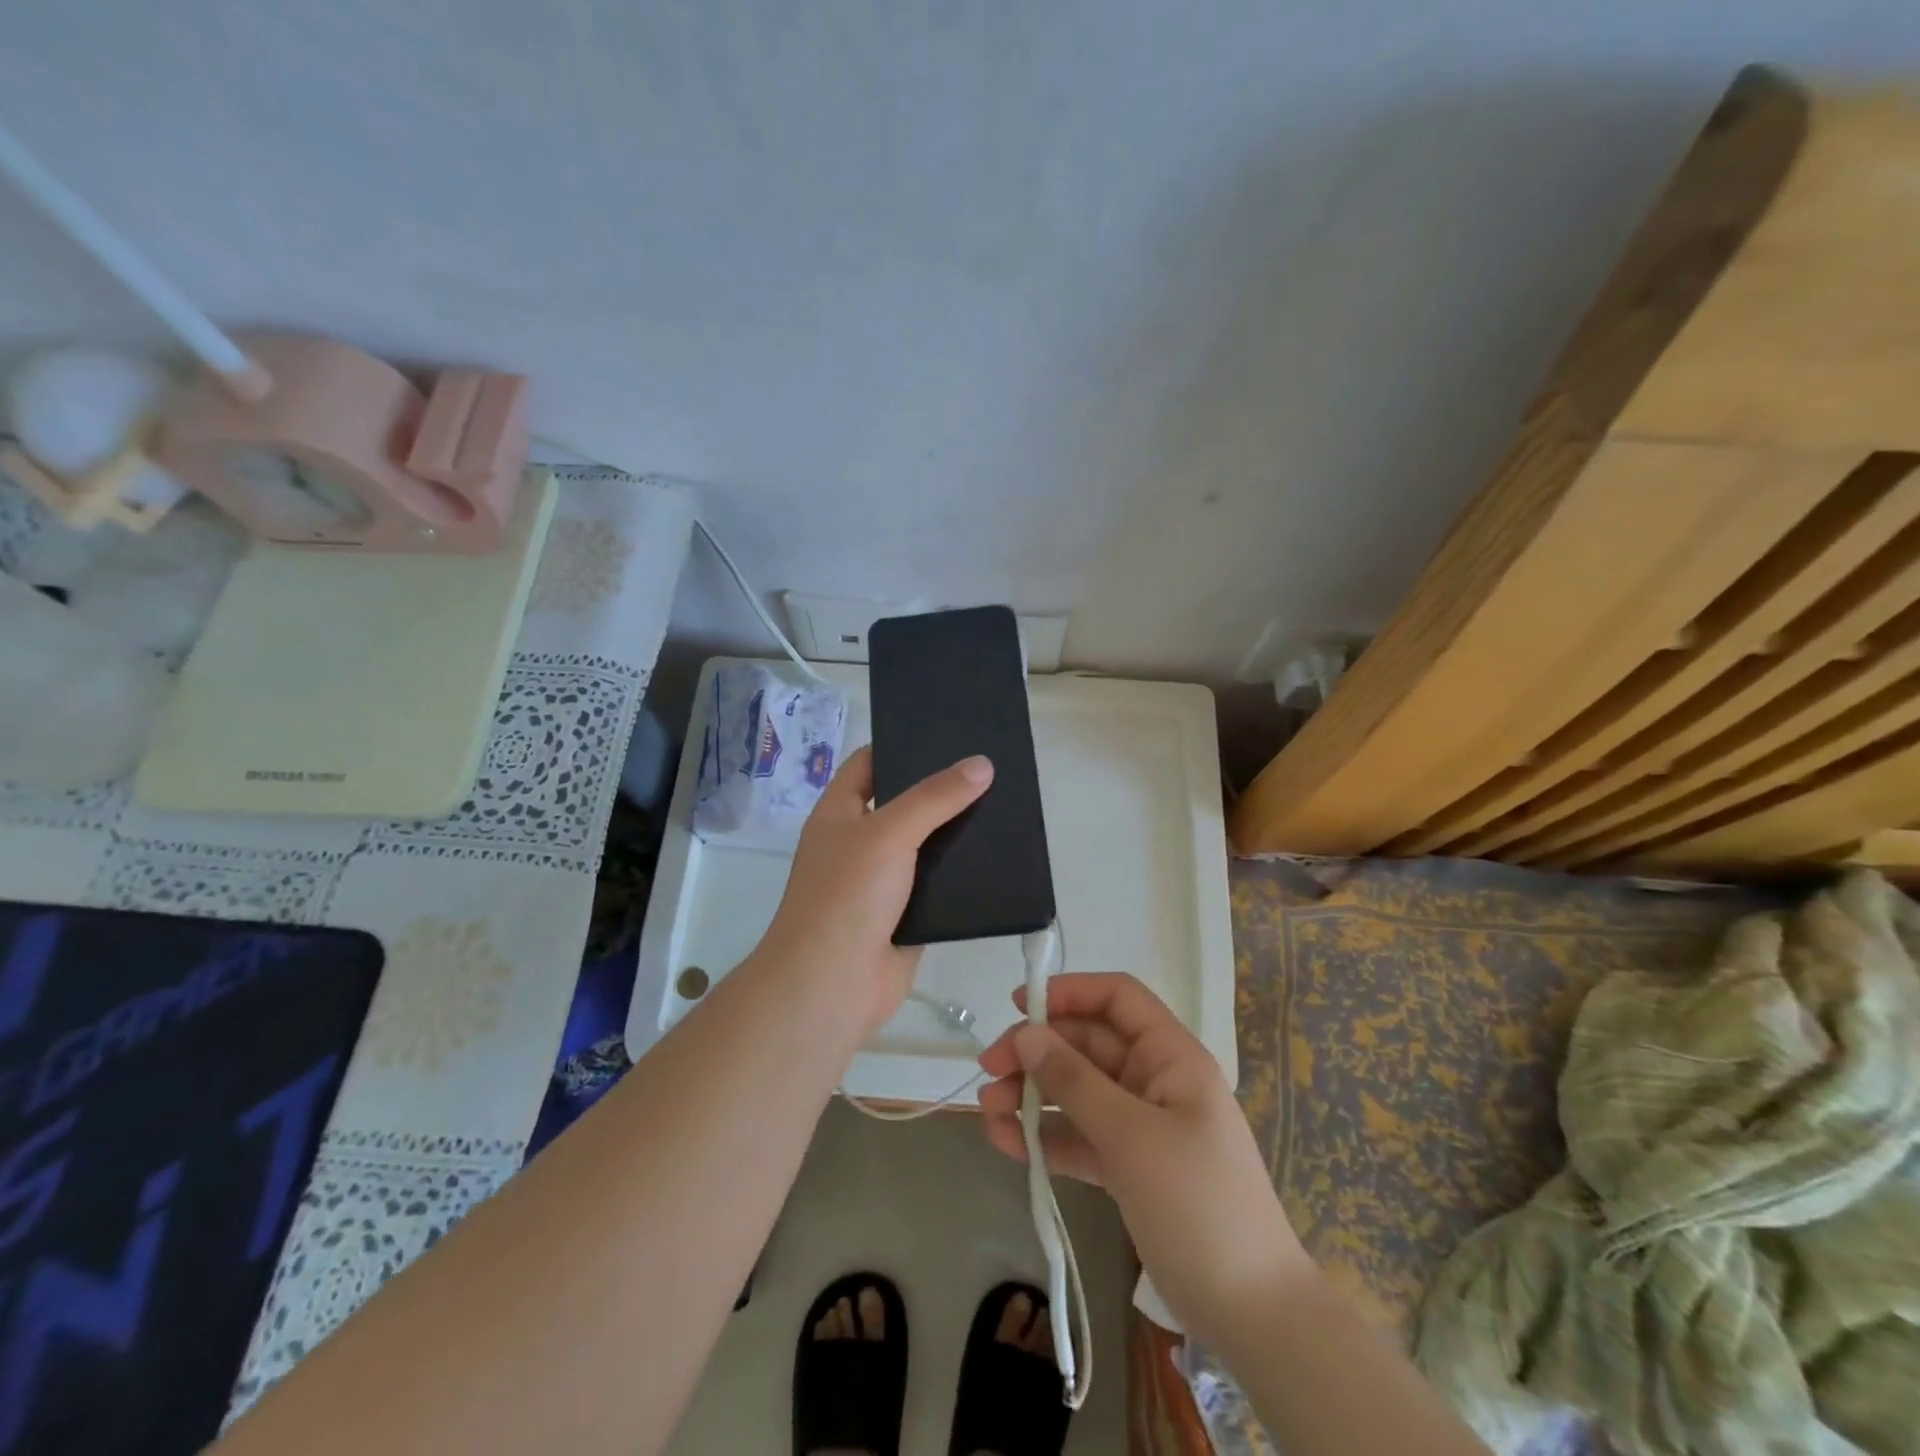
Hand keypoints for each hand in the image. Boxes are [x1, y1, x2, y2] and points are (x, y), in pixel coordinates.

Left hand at [753, 745, 992, 1037]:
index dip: (902, 744)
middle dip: (941, 789)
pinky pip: (940, 886)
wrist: (831, 986)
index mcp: (840, 813)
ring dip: (958, 833)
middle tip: (990, 767)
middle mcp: (859, 842)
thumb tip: (981, 764)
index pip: (869, 763)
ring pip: (926, 846)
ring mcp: (883, 881)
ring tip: (1005, 806)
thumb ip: (934, 798)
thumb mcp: (888, 833)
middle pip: (904, 803)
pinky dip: (964, 875)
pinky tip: (1000, 858)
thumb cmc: (846, 896)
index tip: (947, 733)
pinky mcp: (908, 915)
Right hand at [976, 973, 1307, 1344]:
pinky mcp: (1128, 1167)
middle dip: (1037, 1051)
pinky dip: (1045, 1137)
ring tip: (988, 1111)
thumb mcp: (1132, 1137)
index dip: (1070, 992)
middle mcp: (1154, 1081)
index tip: (1019, 1006)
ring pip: (1077, 1091)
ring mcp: (1141, 1125)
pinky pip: (1079, 1136)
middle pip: (1087, 1044)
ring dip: (1032, 1095)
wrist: (1252, 1314)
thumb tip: (1027, 1034)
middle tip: (989, 1069)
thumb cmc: (1198, 1204)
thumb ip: (1075, 1082)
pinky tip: (1006, 1142)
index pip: (1118, 999)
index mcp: (1171, 1057)